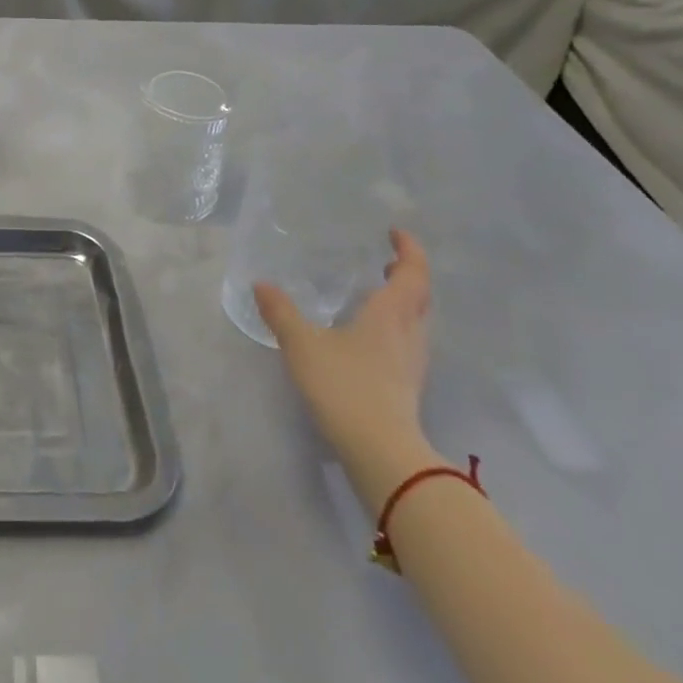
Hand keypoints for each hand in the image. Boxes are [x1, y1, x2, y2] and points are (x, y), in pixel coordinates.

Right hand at [255, 229, 437, 507]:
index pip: (412, 273)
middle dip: (408, 275)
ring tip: (379, 294)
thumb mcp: (302, 344)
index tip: (396, 233)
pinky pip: (407, 342)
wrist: (379, 450)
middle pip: (420, 297)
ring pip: (417, 322)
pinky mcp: (407, 385)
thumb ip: (281, 312)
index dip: (409, 250)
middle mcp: (408, 333)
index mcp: (389, 314)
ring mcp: (412, 362)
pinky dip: (395, 326)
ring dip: (404, 302)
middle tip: (387, 261)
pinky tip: (372, 336)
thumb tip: (262, 284)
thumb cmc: (344, 385)